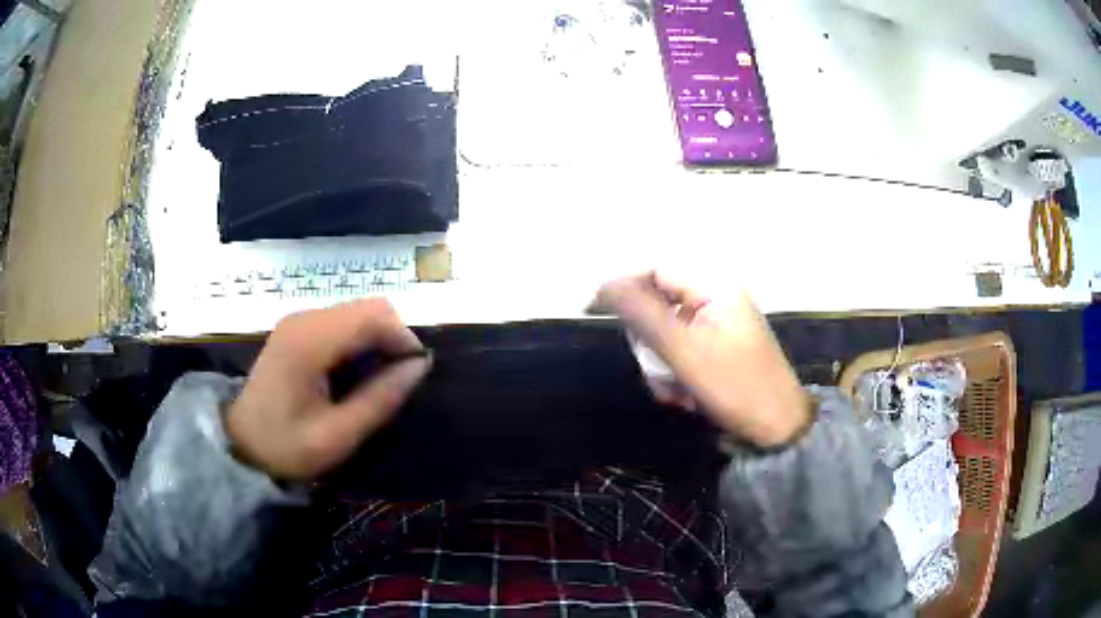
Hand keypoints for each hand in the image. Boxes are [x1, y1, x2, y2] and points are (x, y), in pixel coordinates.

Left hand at [227, 299, 430, 479]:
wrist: (239, 443)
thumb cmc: (286, 445)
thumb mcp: (337, 436)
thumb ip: (380, 399)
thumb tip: (421, 366)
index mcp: (310, 341)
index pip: (374, 315)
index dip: (404, 338)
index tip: (415, 374)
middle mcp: (305, 318)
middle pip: (369, 307)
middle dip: (393, 338)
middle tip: (398, 379)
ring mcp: (299, 320)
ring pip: (358, 312)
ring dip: (378, 340)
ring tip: (380, 379)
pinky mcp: (298, 329)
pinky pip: (343, 322)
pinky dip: (361, 341)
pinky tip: (356, 372)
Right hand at [593, 273, 809, 446]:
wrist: (777, 428)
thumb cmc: (735, 385)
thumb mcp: (684, 350)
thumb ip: (642, 314)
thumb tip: (603, 285)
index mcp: (714, 286)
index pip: (655, 272)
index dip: (624, 290)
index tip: (593, 312)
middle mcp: (716, 299)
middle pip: (659, 306)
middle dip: (651, 344)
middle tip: (657, 372)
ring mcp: (718, 326)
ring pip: (666, 336)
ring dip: (662, 366)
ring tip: (676, 394)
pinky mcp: (717, 350)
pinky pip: (681, 353)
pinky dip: (676, 375)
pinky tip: (685, 398)